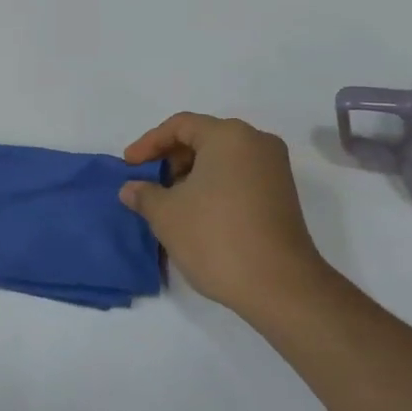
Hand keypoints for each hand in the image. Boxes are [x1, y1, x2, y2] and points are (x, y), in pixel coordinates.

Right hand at [118, 114, 331, 319]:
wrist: (278, 284)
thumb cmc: (216, 238)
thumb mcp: (167, 215)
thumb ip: (144, 195)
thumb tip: (131, 188)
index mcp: (229, 136)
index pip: (181, 126)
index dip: (149, 143)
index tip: (129, 167)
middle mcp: (257, 142)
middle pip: (204, 138)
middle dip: (171, 159)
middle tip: (149, 185)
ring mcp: (274, 169)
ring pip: (223, 160)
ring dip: (192, 175)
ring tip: (170, 203)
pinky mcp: (282, 194)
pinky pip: (240, 177)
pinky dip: (214, 187)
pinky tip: (198, 214)